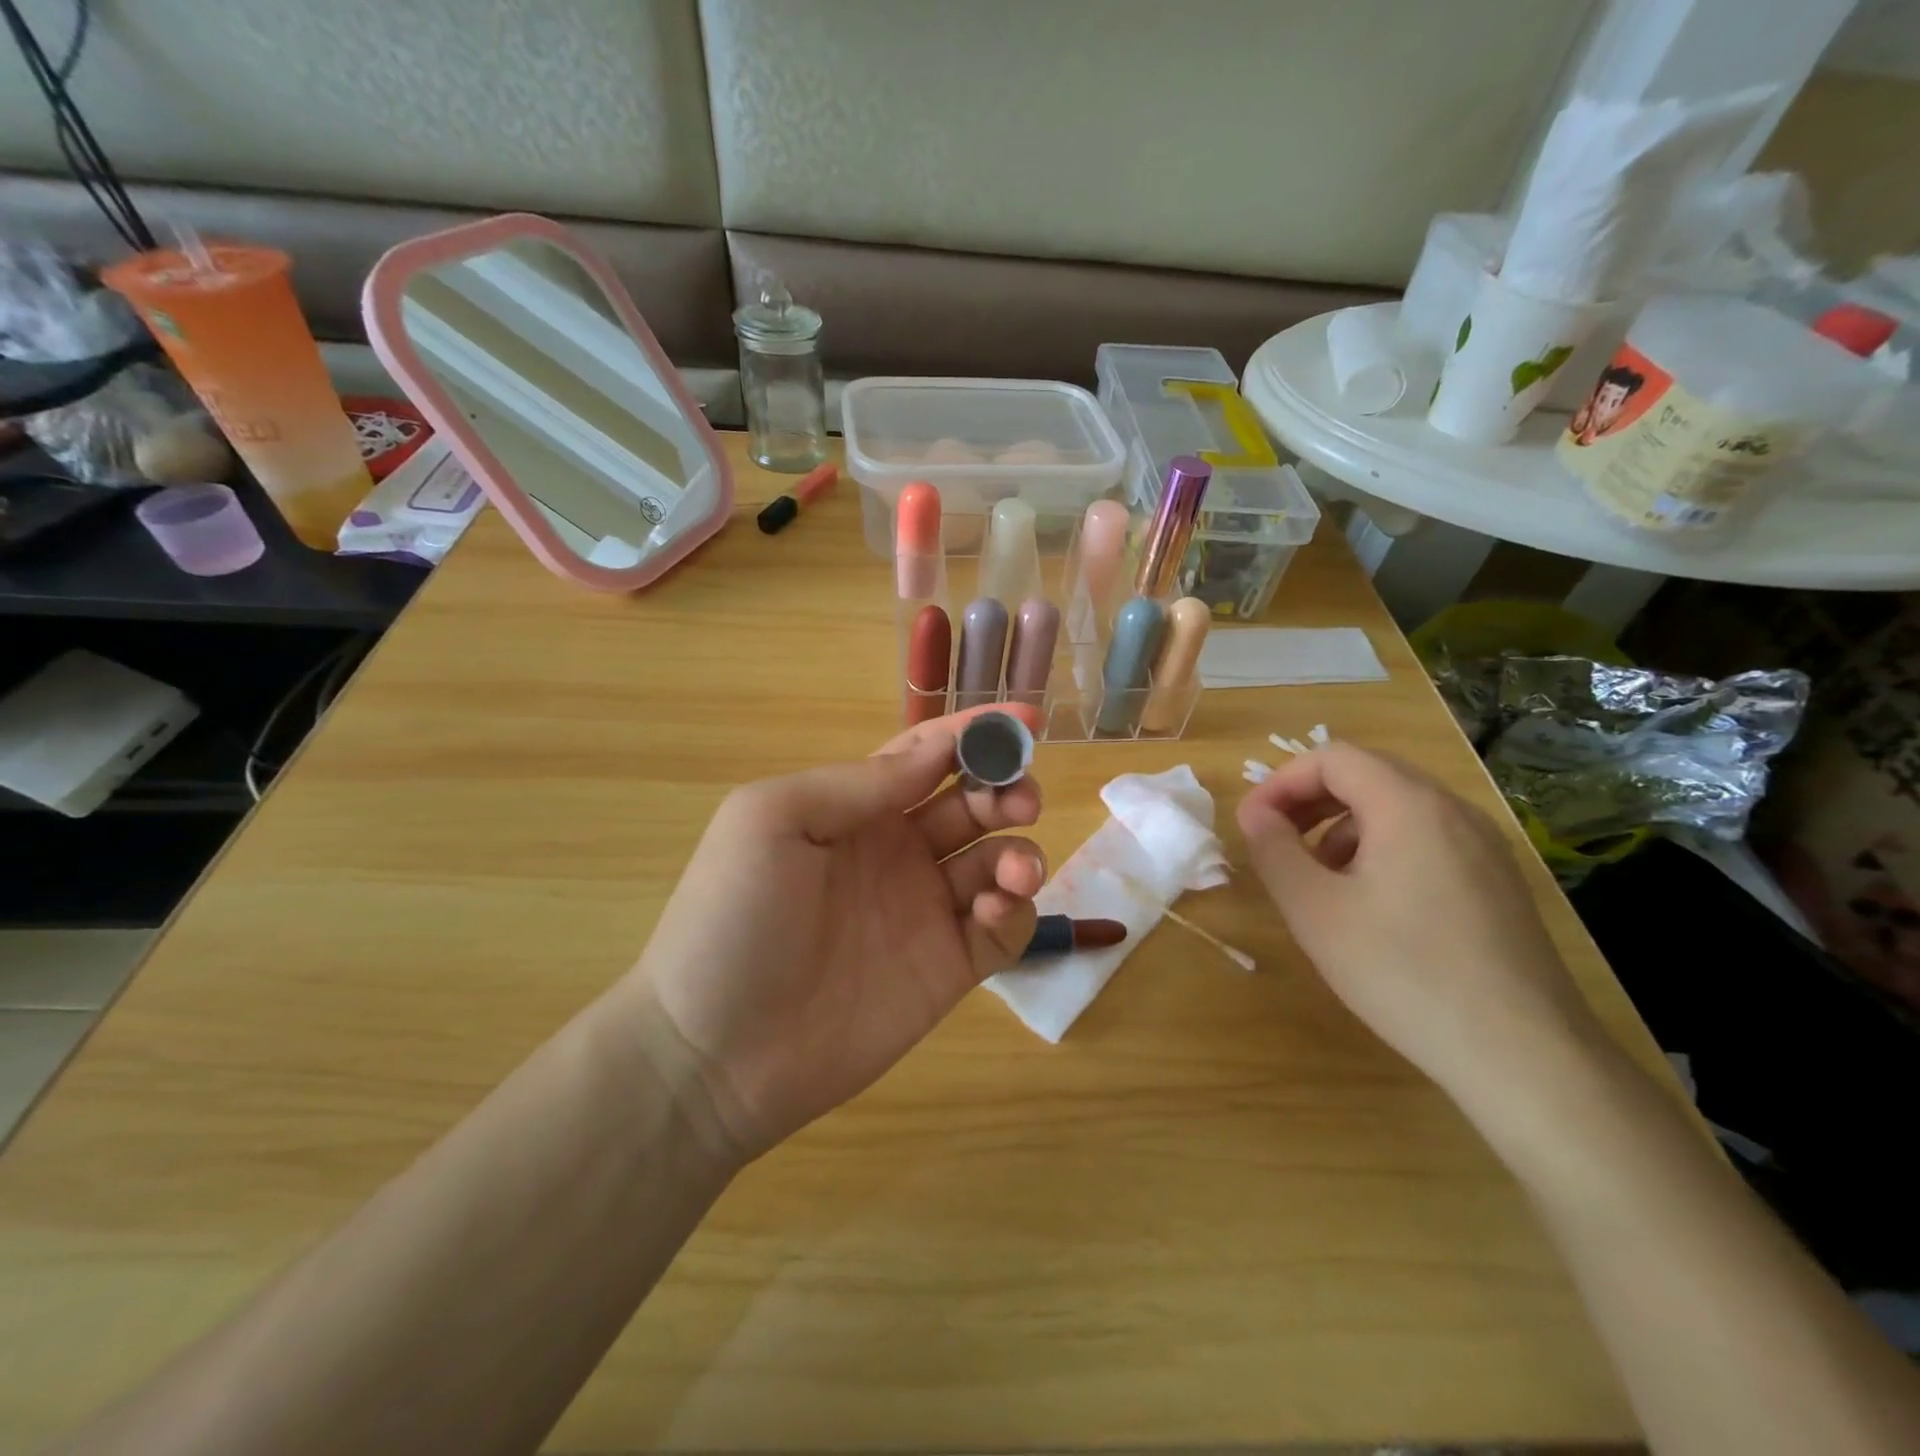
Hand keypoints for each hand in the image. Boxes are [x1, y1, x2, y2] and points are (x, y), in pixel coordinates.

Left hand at [627, 706, 1045, 1161]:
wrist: (714, 1053)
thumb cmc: (733, 918)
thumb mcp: (773, 820)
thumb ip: (858, 783)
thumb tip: (938, 752)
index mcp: (855, 809)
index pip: (927, 756)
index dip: (975, 734)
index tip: (1026, 719)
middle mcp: (897, 851)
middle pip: (972, 803)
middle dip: (1005, 788)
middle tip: (1021, 798)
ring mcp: (924, 911)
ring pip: (997, 861)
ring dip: (1019, 851)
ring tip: (1012, 868)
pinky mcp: (947, 968)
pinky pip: (1003, 929)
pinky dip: (1015, 910)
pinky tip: (994, 910)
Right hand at [1236, 743, 1608, 1109]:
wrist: (1524, 1055)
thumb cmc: (1404, 973)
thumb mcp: (1315, 911)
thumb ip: (1275, 851)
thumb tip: (1256, 814)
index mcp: (1409, 805)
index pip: (1333, 758)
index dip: (1282, 782)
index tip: (1252, 824)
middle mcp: (1453, 810)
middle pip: (1368, 774)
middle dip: (1310, 800)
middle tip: (1276, 842)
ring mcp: (1484, 845)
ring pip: (1397, 807)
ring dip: (1343, 825)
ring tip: (1319, 878)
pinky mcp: (1497, 880)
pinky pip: (1427, 838)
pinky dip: (1382, 847)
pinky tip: (1370, 903)